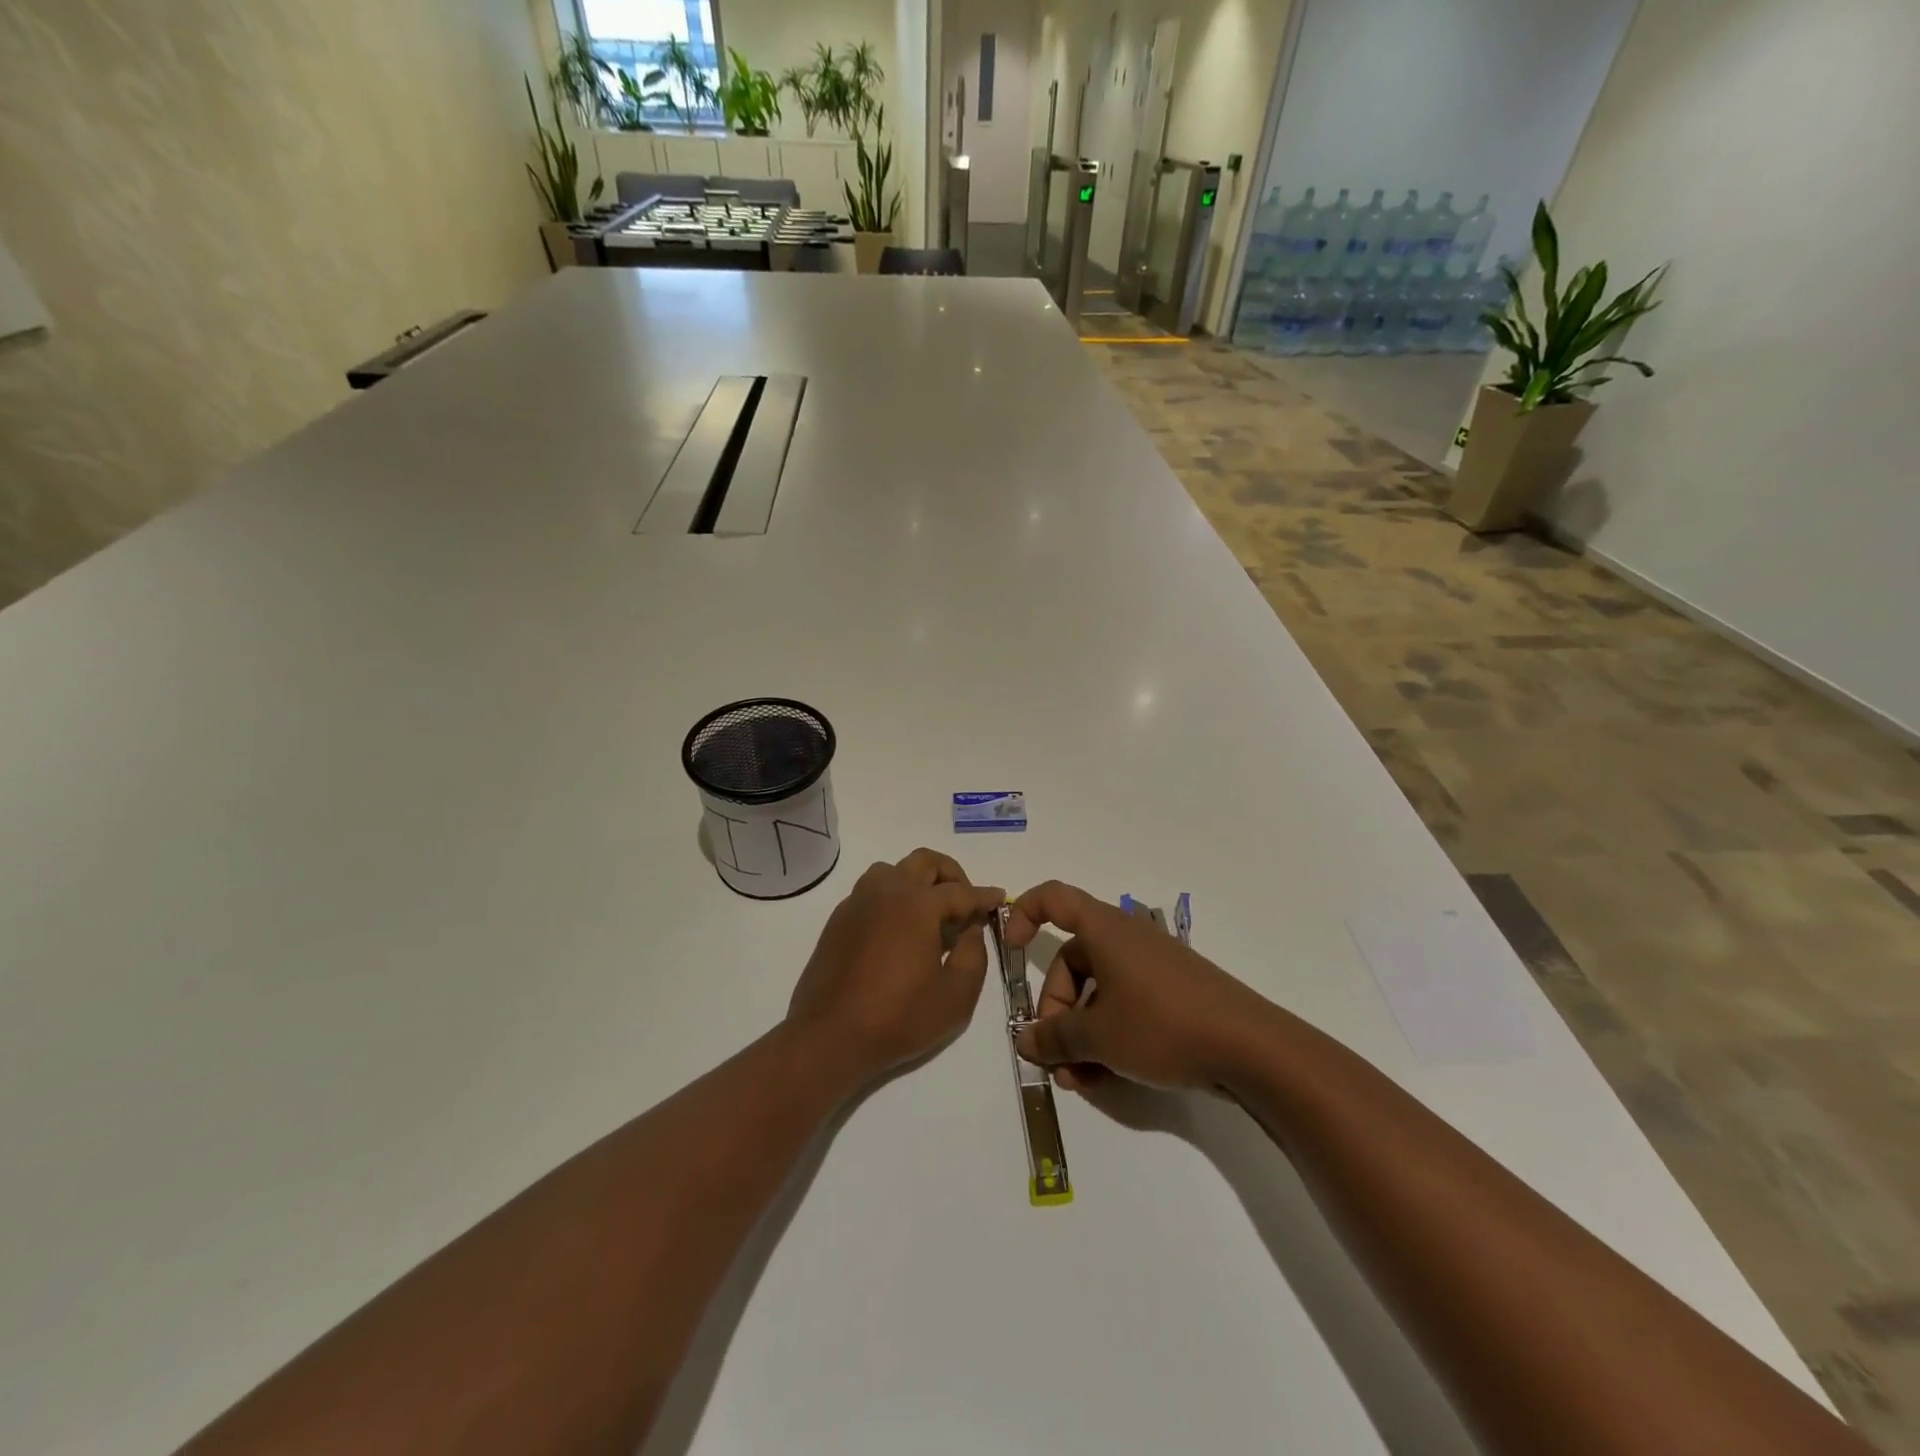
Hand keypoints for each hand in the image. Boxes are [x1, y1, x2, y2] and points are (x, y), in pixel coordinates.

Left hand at [787, 849, 1004, 1085]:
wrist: (829, 1036)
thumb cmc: (899, 1017)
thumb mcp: (956, 996)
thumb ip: (974, 955)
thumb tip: (971, 931)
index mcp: (917, 904)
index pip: (960, 892)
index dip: (984, 896)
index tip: (999, 898)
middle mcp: (886, 891)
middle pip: (924, 861)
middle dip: (951, 875)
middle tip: (964, 902)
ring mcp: (858, 903)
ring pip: (893, 870)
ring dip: (917, 881)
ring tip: (929, 914)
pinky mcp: (839, 920)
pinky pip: (871, 892)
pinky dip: (892, 898)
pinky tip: (898, 931)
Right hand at [1007, 881, 1276, 1092]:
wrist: (1252, 1048)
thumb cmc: (1162, 1026)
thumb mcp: (1099, 1037)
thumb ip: (1054, 1037)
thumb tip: (1024, 1040)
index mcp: (1104, 930)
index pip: (1053, 899)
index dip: (1024, 914)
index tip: (1012, 950)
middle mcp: (1127, 939)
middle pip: (1073, 961)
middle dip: (1056, 1009)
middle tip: (1055, 1056)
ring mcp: (1153, 966)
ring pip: (1099, 991)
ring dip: (1081, 1032)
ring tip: (1080, 1079)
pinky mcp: (1174, 992)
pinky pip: (1126, 1004)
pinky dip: (1109, 1034)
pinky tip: (1108, 1076)